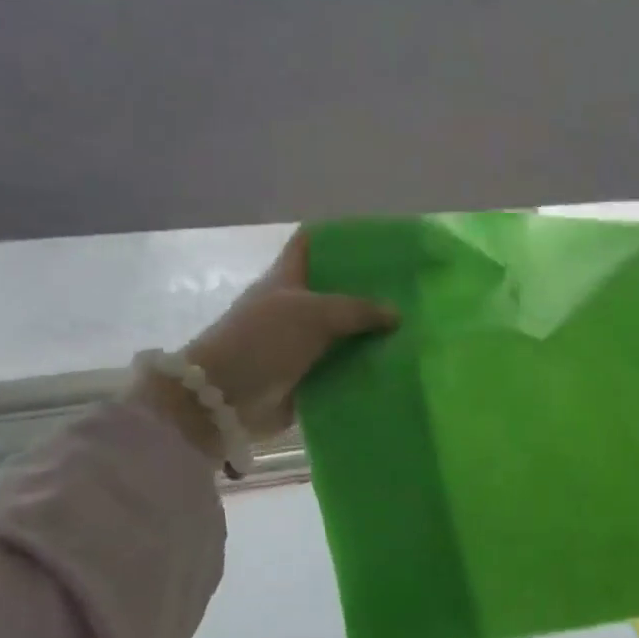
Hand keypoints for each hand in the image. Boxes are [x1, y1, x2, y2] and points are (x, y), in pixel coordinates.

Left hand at [131, 230, 395, 457]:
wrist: (224, 398)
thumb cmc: (263, 341)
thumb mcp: (313, 314)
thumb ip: (358, 310)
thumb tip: (396, 313)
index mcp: (287, 279)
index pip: (311, 245)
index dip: (339, 239)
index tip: (378, 242)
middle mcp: (293, 307)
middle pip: (335, 292)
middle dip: (369, 292)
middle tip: (410, 292)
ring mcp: (299, 344)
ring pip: (342, 334)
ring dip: (370, 336)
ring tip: (414, 331)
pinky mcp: (306, 378)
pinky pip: (341, 370)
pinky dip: (363, 370)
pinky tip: (396, 367)